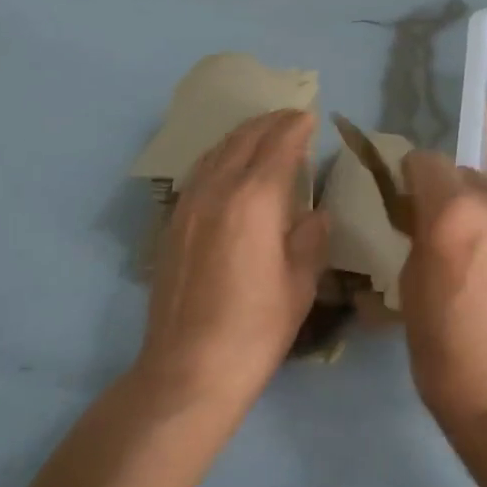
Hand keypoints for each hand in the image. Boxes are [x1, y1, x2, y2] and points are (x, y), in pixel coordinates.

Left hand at [140, 110, 327, 415]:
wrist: (188, 370)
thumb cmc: (256, 328)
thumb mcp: (299, 283)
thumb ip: (309, 239)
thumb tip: (314, 215)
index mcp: (255, 200)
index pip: (278, 146)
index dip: (295, 127)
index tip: (310, 116)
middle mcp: (218, 191)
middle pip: (243, 140)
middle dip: (269, 123)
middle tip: (290, 117)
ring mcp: (189, 206)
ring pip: (216, 152)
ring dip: (242, 136)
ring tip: (262, 134)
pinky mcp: (172, 225)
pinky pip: (199, 173)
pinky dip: (220, 157)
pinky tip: (228, 168)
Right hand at [398, 152, 486, 432]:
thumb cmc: (445, 351)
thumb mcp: (409, 286)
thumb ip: (419, 236)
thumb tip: (426, 218)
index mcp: (452, 212)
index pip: (426, 161)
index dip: (414, 177)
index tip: (411, 201)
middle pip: (466, 177)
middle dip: (452, 199)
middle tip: (450, 238)